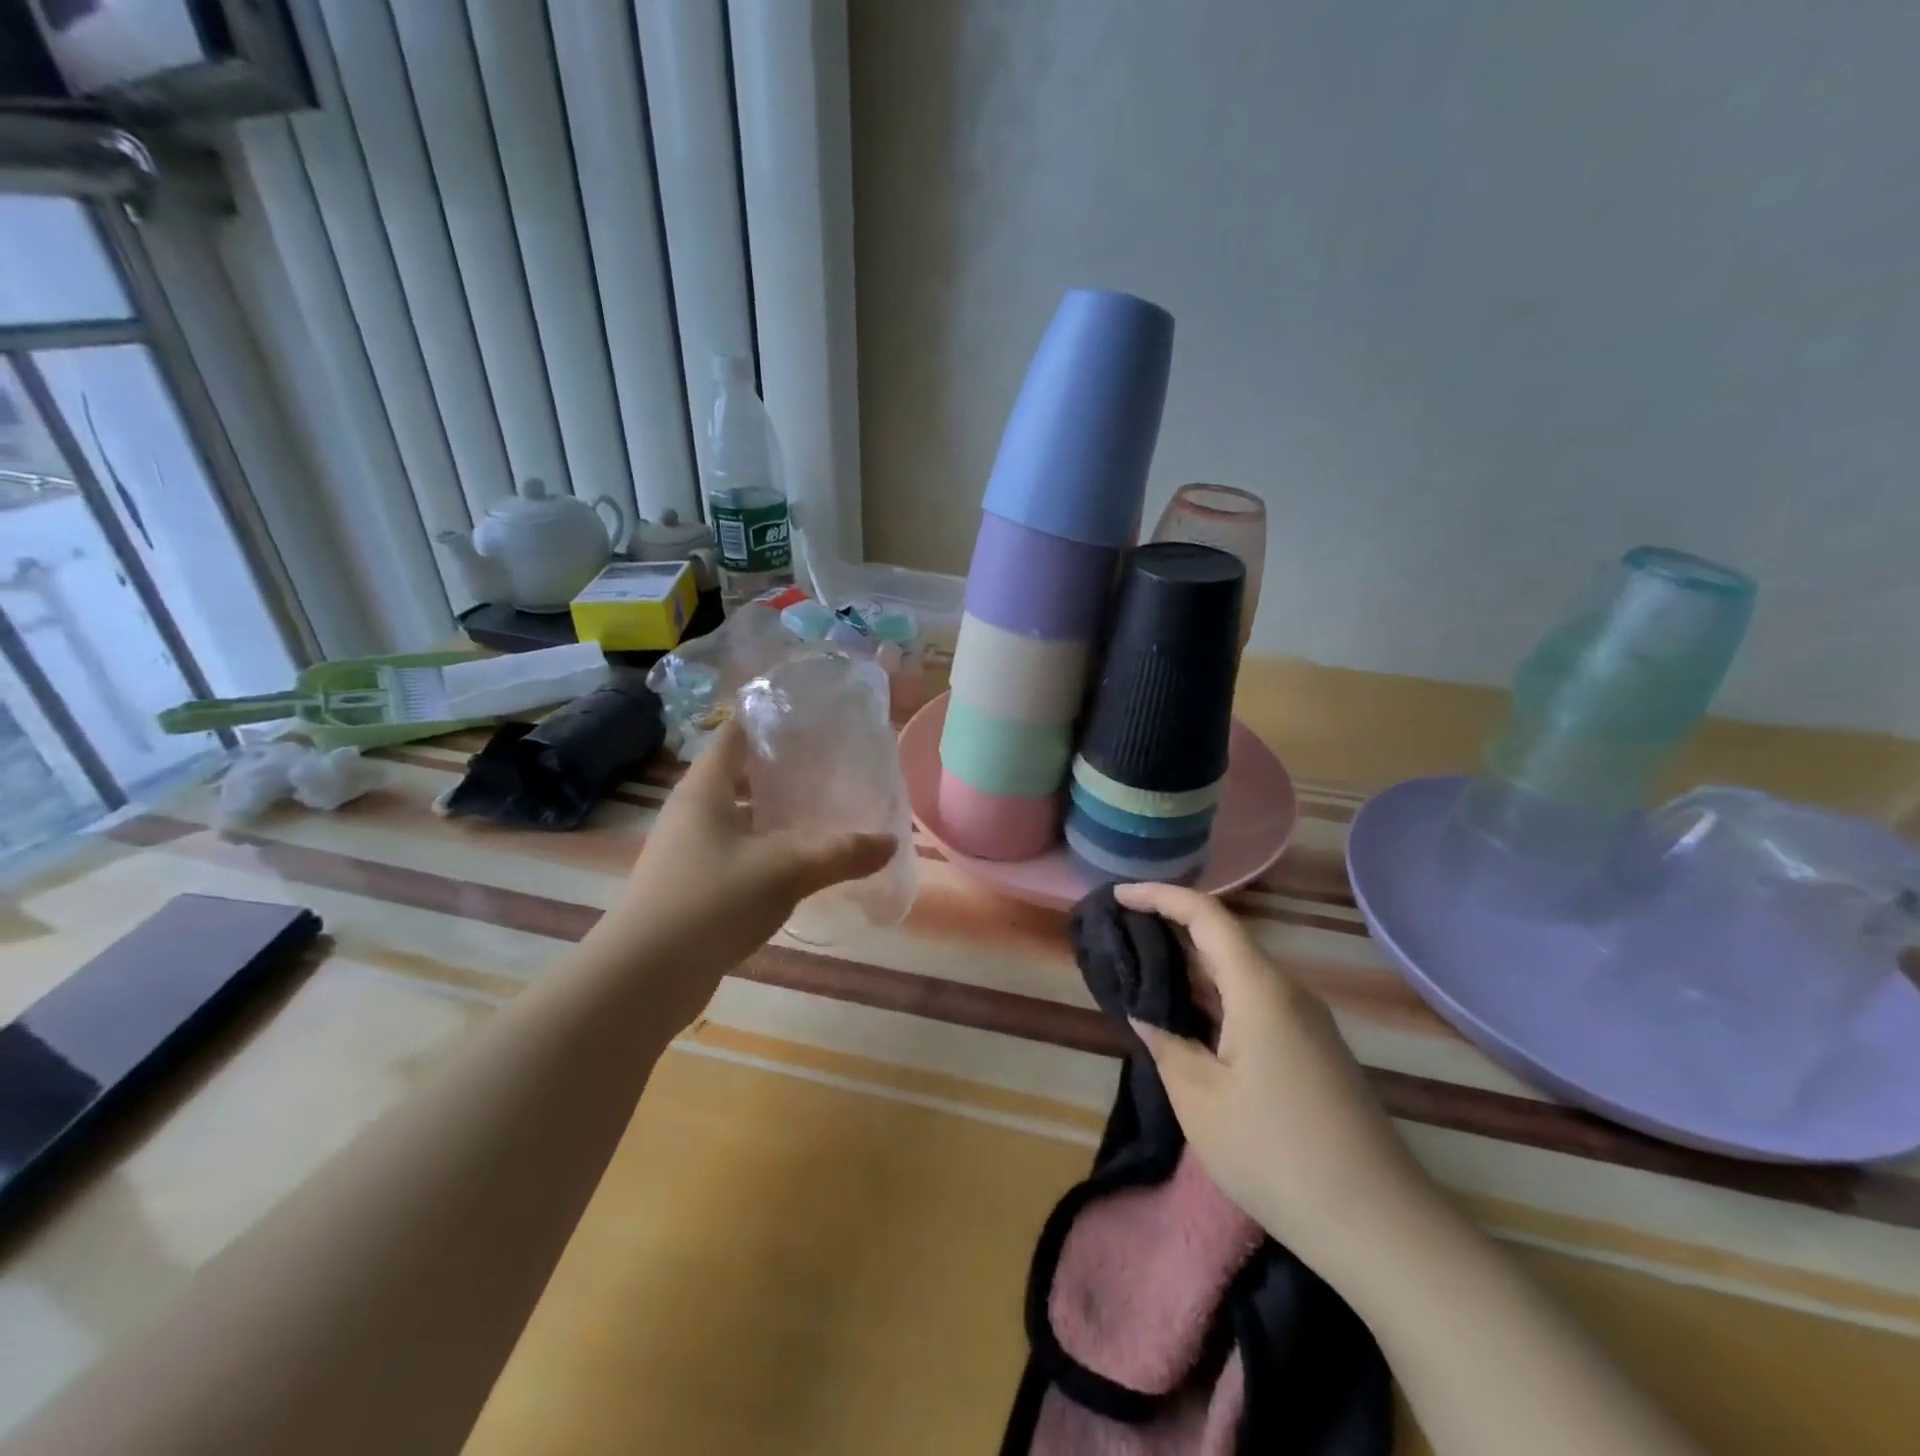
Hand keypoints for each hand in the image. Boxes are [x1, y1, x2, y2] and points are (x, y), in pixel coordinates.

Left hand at [589, 720, 895, 1019]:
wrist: (645, 977)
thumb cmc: (712, 900)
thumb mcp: (786, 869)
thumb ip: (840, 853)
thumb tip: (890, 842)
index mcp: (705, 789)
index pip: (734, 733)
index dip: (768, 719)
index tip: (810, 715)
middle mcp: (691, 812)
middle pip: (739, 775)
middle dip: (781, 769)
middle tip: (829, 766)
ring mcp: (688, 851)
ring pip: (739, 817)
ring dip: (774, 814)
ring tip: (822, 811)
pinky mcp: (692, 886)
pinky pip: (736, 852)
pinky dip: (766, 849)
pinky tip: (798, 864)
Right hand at [1114, 881, 1441, 1273]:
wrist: (1381, 1226)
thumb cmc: (1277, 1154)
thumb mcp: (1200, 1099)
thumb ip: (1167, 1044)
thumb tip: (1146, 1013)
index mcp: (1259, 988)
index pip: (1206, 914)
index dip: (1159, 896)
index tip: (1117, 895)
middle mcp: (1286, 991)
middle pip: (1223, 937)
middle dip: (1170, 926)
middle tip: (1119, 932)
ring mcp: (1305, 1021)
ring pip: (1238, 971)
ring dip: (1191, 964)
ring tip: (1142, 968)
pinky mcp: (1311, 1050)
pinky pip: (1254, 1000)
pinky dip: (1213, 994)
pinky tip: (1188, 1016)